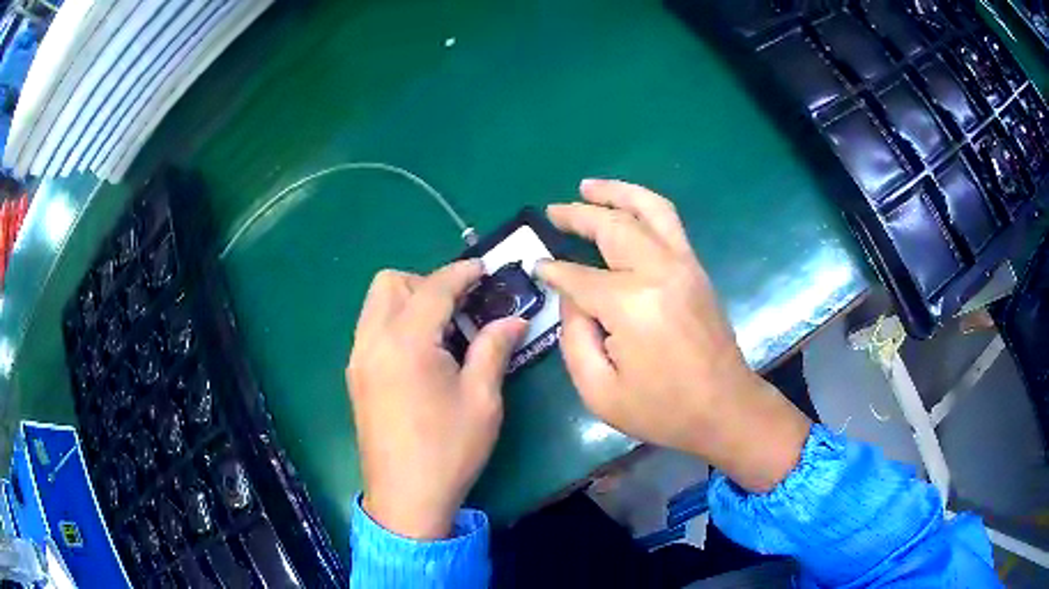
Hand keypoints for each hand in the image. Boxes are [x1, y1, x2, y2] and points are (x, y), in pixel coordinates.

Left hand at [347, 260, 526, 538]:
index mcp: (406, 343)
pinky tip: (421, 355)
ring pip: (375, 304)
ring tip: (441, 331)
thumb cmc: (449, 450)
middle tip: (458, 309)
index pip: (433, 287)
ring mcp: (358, 359)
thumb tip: (513, 320)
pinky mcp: (355, 376)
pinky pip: (371, 329)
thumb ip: (493, 349)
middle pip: (390, 283)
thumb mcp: (482, 400)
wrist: (405, 498)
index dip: (462, 272)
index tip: (485, 269)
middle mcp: (373, 341)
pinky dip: (395, 323)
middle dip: (426, 283)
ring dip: (408, 301)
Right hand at [537, 180, 810, 492]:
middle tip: (552, 210)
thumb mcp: (599, 390)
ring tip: (588, 186)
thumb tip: (571, 296)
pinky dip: (643, 205)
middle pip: (613, 227)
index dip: (554, 272)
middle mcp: (659, 272)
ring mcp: (684, 265)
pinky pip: (669, 222)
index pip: (580, 276)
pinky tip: (626, 207)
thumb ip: (574, 337)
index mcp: (632, 305)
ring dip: (617, 192)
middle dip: (578, 215)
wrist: (725, 408)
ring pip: (649, 209)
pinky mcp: (697, 269)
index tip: (536, 267)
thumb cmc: (662, 409)